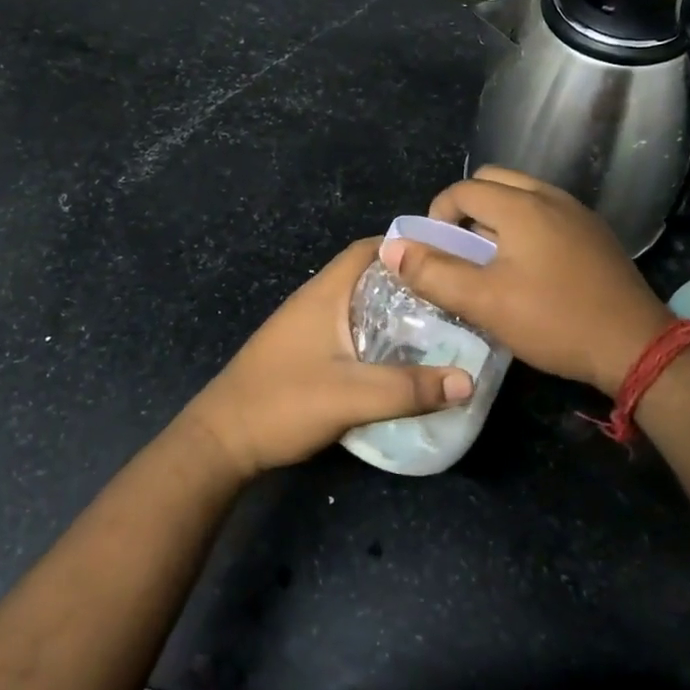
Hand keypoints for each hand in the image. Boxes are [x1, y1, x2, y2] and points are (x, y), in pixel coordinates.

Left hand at [182, 238, 474, 480]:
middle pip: (368, 276)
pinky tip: (399, 359)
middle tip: (452, 299)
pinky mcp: (303, 352)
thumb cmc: (282, 404)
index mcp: (325, 293)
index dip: (407, 248)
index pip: (369, 249)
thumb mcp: (351, 396)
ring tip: (437, 327)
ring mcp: (306, 327)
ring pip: (359, 305)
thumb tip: (468, 381)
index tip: (447, 259)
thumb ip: (409, 388)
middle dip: (409, 283)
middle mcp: (315, 301)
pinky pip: (349, 330)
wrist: (221, 442)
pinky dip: (377, 334)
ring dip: (393, 311)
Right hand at [383, 167, 673, 395]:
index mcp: (521, 205)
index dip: (437, 216)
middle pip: (492, 182)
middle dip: (466, 210)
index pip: (463, 190)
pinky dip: (524, 227)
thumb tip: (392, 248)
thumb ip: (433, 273)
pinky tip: (528, 270)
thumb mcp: (484, 302)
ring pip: (522, 196)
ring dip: (495, 218)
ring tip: (490, 262)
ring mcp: (578, 213)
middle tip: (460, 252)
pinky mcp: (594, 233)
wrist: (635, 345)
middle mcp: (550, 196)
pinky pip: (546, 213)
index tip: (434, 253)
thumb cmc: (554, 320)